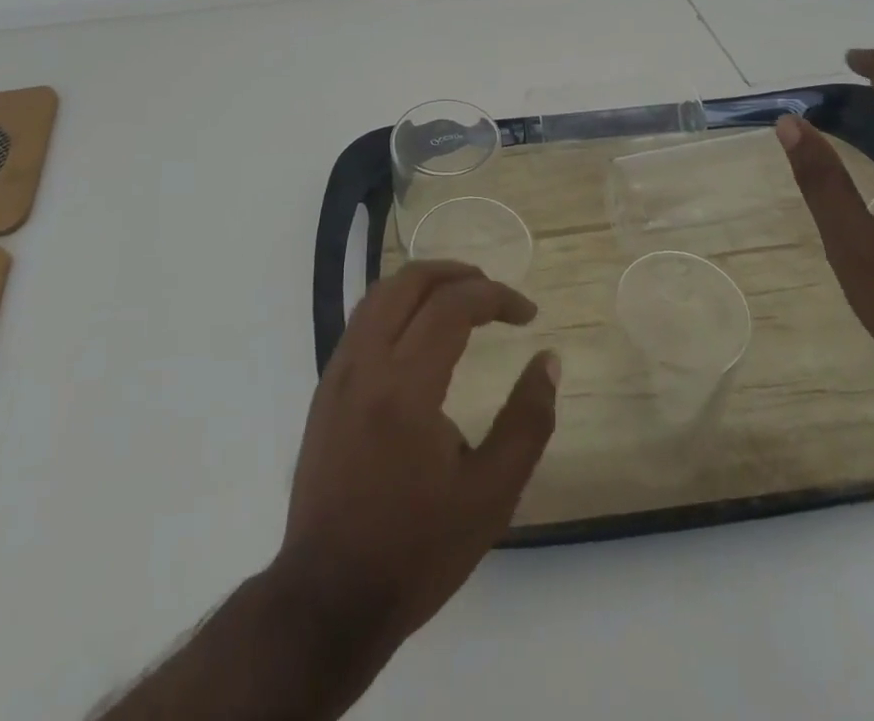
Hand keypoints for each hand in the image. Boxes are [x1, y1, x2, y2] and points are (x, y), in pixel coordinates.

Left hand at [276, 261, 558, 659]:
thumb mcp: (491, 495)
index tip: (528, 314)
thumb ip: (527, 421)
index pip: (453, 306)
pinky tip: (419, 334)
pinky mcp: (325, 390)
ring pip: (379, 295)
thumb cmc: (416, 550)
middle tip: (494, 293)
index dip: (497, 296)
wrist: (328, 599)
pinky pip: (362, 322)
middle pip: (409, 282)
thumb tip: (548, 360)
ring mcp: (338, 374)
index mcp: (405, 386)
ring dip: (424, 284)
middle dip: (458, 274)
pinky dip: (397, 306)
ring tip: (461, 300)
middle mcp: (365, 364)